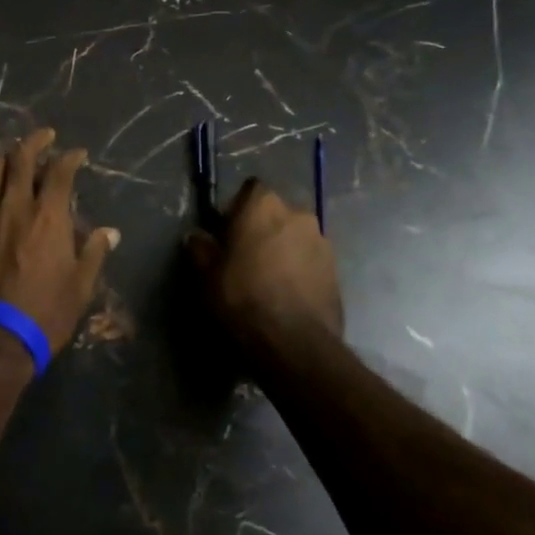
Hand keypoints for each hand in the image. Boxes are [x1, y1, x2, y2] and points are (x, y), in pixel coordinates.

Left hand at [0, 128, 120, 351]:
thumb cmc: (44, 312)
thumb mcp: (80, 286)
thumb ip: (94, 252)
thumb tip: (110, 232)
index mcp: (48, 215)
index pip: (59, 171)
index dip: (70, 157)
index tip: (78, 153)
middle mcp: (14, 205)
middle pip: (20, 158)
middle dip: (35, 142)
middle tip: (45, 136)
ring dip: (6, 158)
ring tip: (14, 156)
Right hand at [187, 178, 342, 350]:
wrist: (293, 344)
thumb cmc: (242, 298)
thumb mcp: (206, 274)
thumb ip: (200, 248)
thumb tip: (196, 237)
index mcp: (263, 205)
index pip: (250, 190)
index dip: (237, 209)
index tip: (227, 233)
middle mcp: (297, 214)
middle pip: (275, 213)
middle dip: (262, 229)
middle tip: (246, 257)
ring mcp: (322, 242)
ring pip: (295, 237)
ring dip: (283, 250)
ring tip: (269, 280)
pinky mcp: (337, 271)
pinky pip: (311, 261)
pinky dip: (300, 271)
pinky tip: (287, 295)